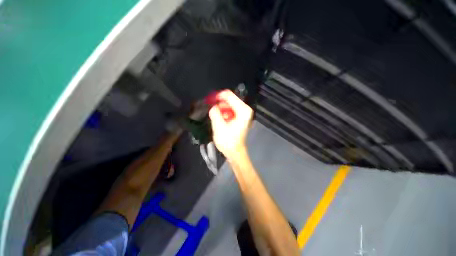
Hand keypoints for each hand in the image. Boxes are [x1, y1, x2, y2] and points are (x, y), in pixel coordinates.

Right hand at [208, 90, 252, 159]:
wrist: (235, 152)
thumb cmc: (228, 141)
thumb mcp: (219, 127)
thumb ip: (215, 113)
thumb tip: (213, 106)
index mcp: (243, 111)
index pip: (229, 95)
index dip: (218, 96)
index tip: (209, 100)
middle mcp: (245, 110)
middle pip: (230, 99)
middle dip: (219, 104)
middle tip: (213, 112)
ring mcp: (244, 113)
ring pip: (229, 104)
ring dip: (221, 110)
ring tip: (218, 119)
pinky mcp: (241, 117)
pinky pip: (230, 110)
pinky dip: (224, 113)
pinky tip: (222, 120)